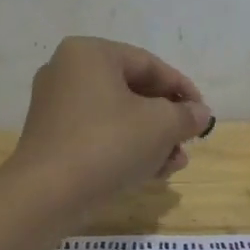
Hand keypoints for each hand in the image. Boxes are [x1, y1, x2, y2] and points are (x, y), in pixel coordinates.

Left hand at [10, 37, 213, 211]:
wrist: (46, 195)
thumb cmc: (108, 144)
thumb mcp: (160, 126)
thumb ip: (186, 115)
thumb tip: (200, 113)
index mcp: (90, 54)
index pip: (149, 64)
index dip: (182, 89)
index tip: (203, 113)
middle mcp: (67, 72)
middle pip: (132, 91)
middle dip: (166, 119)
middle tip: (189, 140)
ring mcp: (55, 107)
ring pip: (117, 117)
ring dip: (151, 139)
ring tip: (175, 163)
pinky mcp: (52, 139)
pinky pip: (98, 135)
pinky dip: (125, 148)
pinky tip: (151, 172)